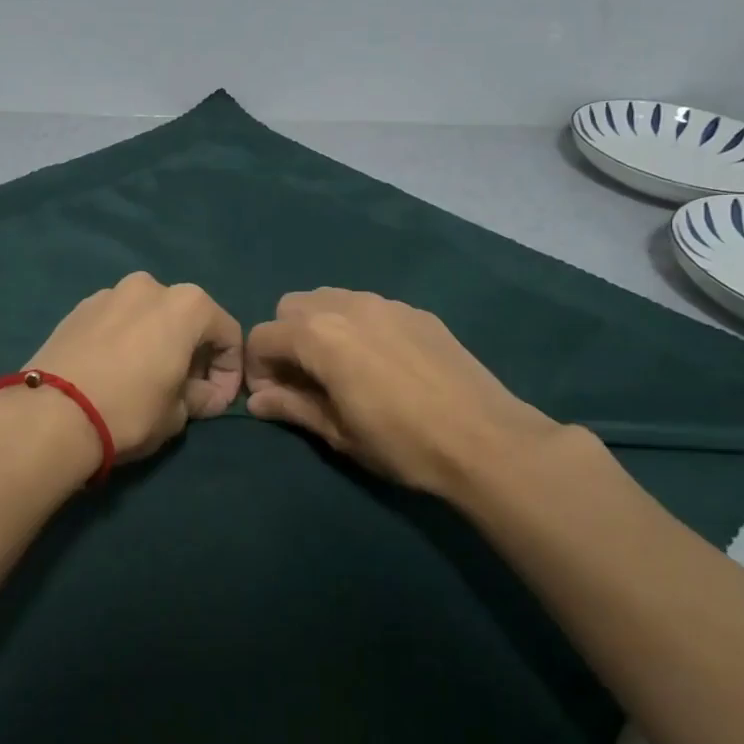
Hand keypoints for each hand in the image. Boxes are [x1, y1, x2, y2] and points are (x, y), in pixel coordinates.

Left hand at [21, 271, 243, 467]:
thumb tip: (202, 394)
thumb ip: (200, 397)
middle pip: (186, 319)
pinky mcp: (77, 308)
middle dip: (193, 354)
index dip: (230, 372)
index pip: (228, 334)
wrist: (51, 414)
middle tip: (185, 391)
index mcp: (187, 304)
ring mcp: (109, 293)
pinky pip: (116, 322)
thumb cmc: (130, 410)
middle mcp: (150, 286)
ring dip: (156, 343)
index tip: (217, 403)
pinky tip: (113, 372)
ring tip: (145, 380)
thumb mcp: (179, 414)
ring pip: (148, 317)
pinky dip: (124, 341)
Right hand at [244, 288, 563, 501]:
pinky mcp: (415, 311)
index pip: (261, 336)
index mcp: (318, 335)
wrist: (486, 440)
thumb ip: (291, 407)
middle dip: (286, 339)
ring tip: (342, 369)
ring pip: (330, 300)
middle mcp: (346, 305)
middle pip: (291, 307)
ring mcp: (384, 303)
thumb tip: (256, 400)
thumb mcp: (338, 432)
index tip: (275, 398)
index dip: (258, 368)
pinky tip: (382, 365)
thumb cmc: (402, 443)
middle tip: (305, 380)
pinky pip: (368, 308)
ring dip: (320, 328)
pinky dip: (357, 327)